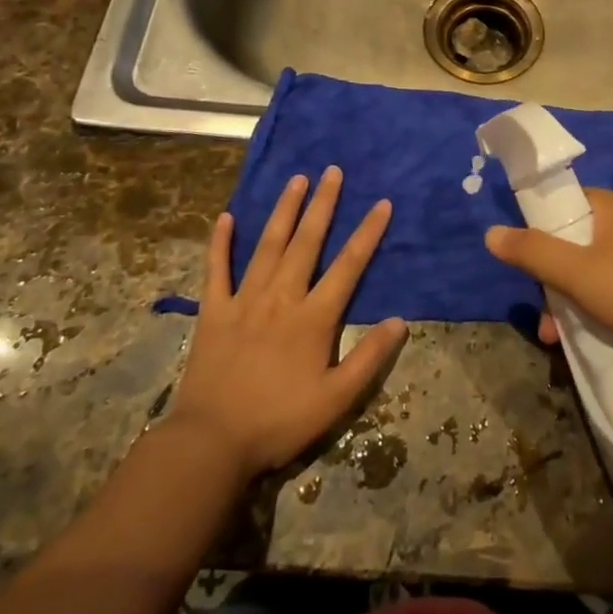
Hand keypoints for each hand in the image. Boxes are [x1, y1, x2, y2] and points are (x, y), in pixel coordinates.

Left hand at [165, 167, 406, 477]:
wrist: (211, 442)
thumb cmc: (279, 421)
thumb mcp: (336, 399)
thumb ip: (369, 358)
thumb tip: (400, 321)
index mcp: (313, 317)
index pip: (349, 265)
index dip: (367, 233)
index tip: (382, 203)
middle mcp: (281, 297)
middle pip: (306, 242)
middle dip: (323, 204)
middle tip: (332, 171)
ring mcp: (244, 300)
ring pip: (268, 245)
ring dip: (284, 210)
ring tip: (296, 180)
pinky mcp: (213, 311)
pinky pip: (217, 270)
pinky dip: (221, 243)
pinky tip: (225, 218)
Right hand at [485, 189, 612, 367]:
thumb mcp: (578, 273)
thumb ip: (533, 251)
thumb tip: (491, 232)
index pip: (562, 201)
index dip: (538, 228)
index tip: (524, 262)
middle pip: (575, 240)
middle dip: (552, 277)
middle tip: (542, 314)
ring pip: (595, 269)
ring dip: (571, 300)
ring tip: (558, 339)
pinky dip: (599, 309)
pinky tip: (591, 339)